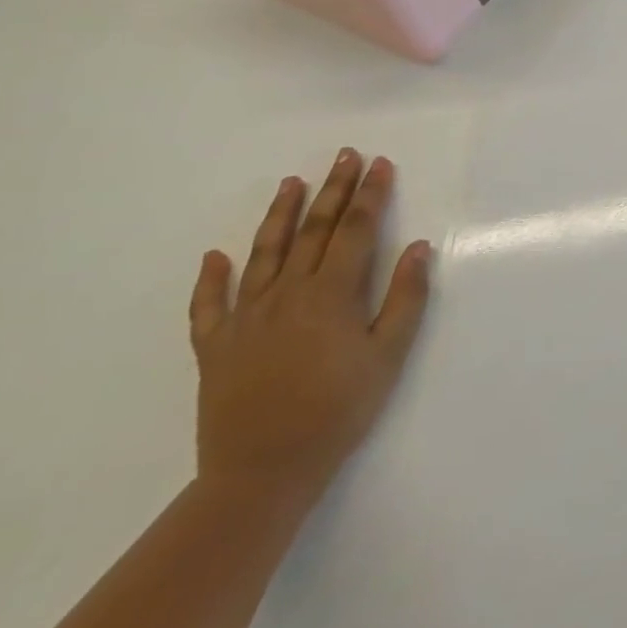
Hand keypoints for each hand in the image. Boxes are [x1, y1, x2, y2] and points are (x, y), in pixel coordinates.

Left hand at [188, 149, 431, 515]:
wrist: (263, 471)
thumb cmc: (338, 410)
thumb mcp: (388, 355)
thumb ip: (405, 298)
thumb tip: (417, 248)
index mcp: (331, 295)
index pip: (356, 231)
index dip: (371, 195)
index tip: (381, 165)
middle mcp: (287, 294)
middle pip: (313, 231)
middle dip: (334, 190)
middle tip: (344, 156)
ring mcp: (246, 318)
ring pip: (263, 254)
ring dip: (279, 215)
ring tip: (291, 183)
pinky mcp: (215, 346)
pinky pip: (209, 305)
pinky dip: (211, 278)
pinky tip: (215, 257)